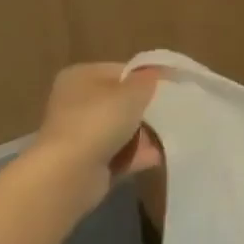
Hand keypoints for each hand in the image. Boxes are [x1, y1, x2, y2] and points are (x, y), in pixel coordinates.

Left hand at [33, 63, 162, 206]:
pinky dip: (137, 156)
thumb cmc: (100, 120)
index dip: (145, 78)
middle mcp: (76, 102)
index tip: (170, 87)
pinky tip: (159, 157)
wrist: (71, 172)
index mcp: (80, 77)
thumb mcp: (132, 93)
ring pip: (121, 130)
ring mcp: (81, 134)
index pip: (119, 71)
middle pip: (120, 102)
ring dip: (144, 135)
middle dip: (146, 110)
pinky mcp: (87, 161)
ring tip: (171, 136)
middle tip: (173, 113)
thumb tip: (156, 71)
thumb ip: (147, 80)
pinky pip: (119, 154)